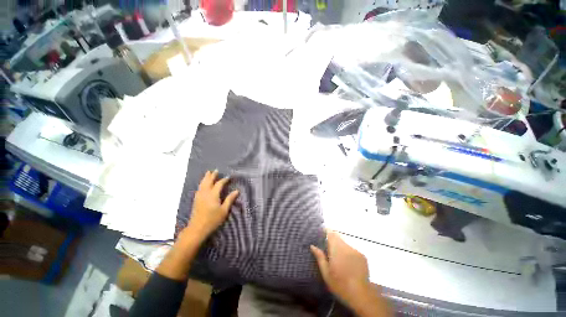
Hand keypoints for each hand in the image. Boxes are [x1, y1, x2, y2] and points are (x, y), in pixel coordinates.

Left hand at [185, 170, 238, 241]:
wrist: (197, 228)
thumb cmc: (213, 220)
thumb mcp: (224, 210)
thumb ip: (230, 199)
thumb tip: (237, 191)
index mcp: (213, 195)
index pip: (219, 184)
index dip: (224, 180)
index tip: (228, 177)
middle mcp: (205, 193)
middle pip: (208, 181)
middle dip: (212, 175)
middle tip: (216, 170)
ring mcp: (199, 196)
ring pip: (202, 184)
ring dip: (206, 177)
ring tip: (208, 173)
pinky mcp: (196, 199)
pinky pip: (199, 188)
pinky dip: (202, 183)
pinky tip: (202, 184)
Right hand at [311, 231, 371, 306]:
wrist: (361, 295)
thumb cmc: (340, 285)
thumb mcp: (326, 273)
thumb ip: (320, 257)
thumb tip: (312, 246)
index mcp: (336, 249)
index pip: (330, 233)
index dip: (326, 230)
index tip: (321, 231)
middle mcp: (346, 246)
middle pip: (338, 236)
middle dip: (332, 237)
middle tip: (327, 245)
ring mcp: (355, 250)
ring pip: (345, 242)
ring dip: (340, 244)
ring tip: (337, 255)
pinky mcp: (362, 255)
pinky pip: (352, 248)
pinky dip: (347, 251)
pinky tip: (347, 261)